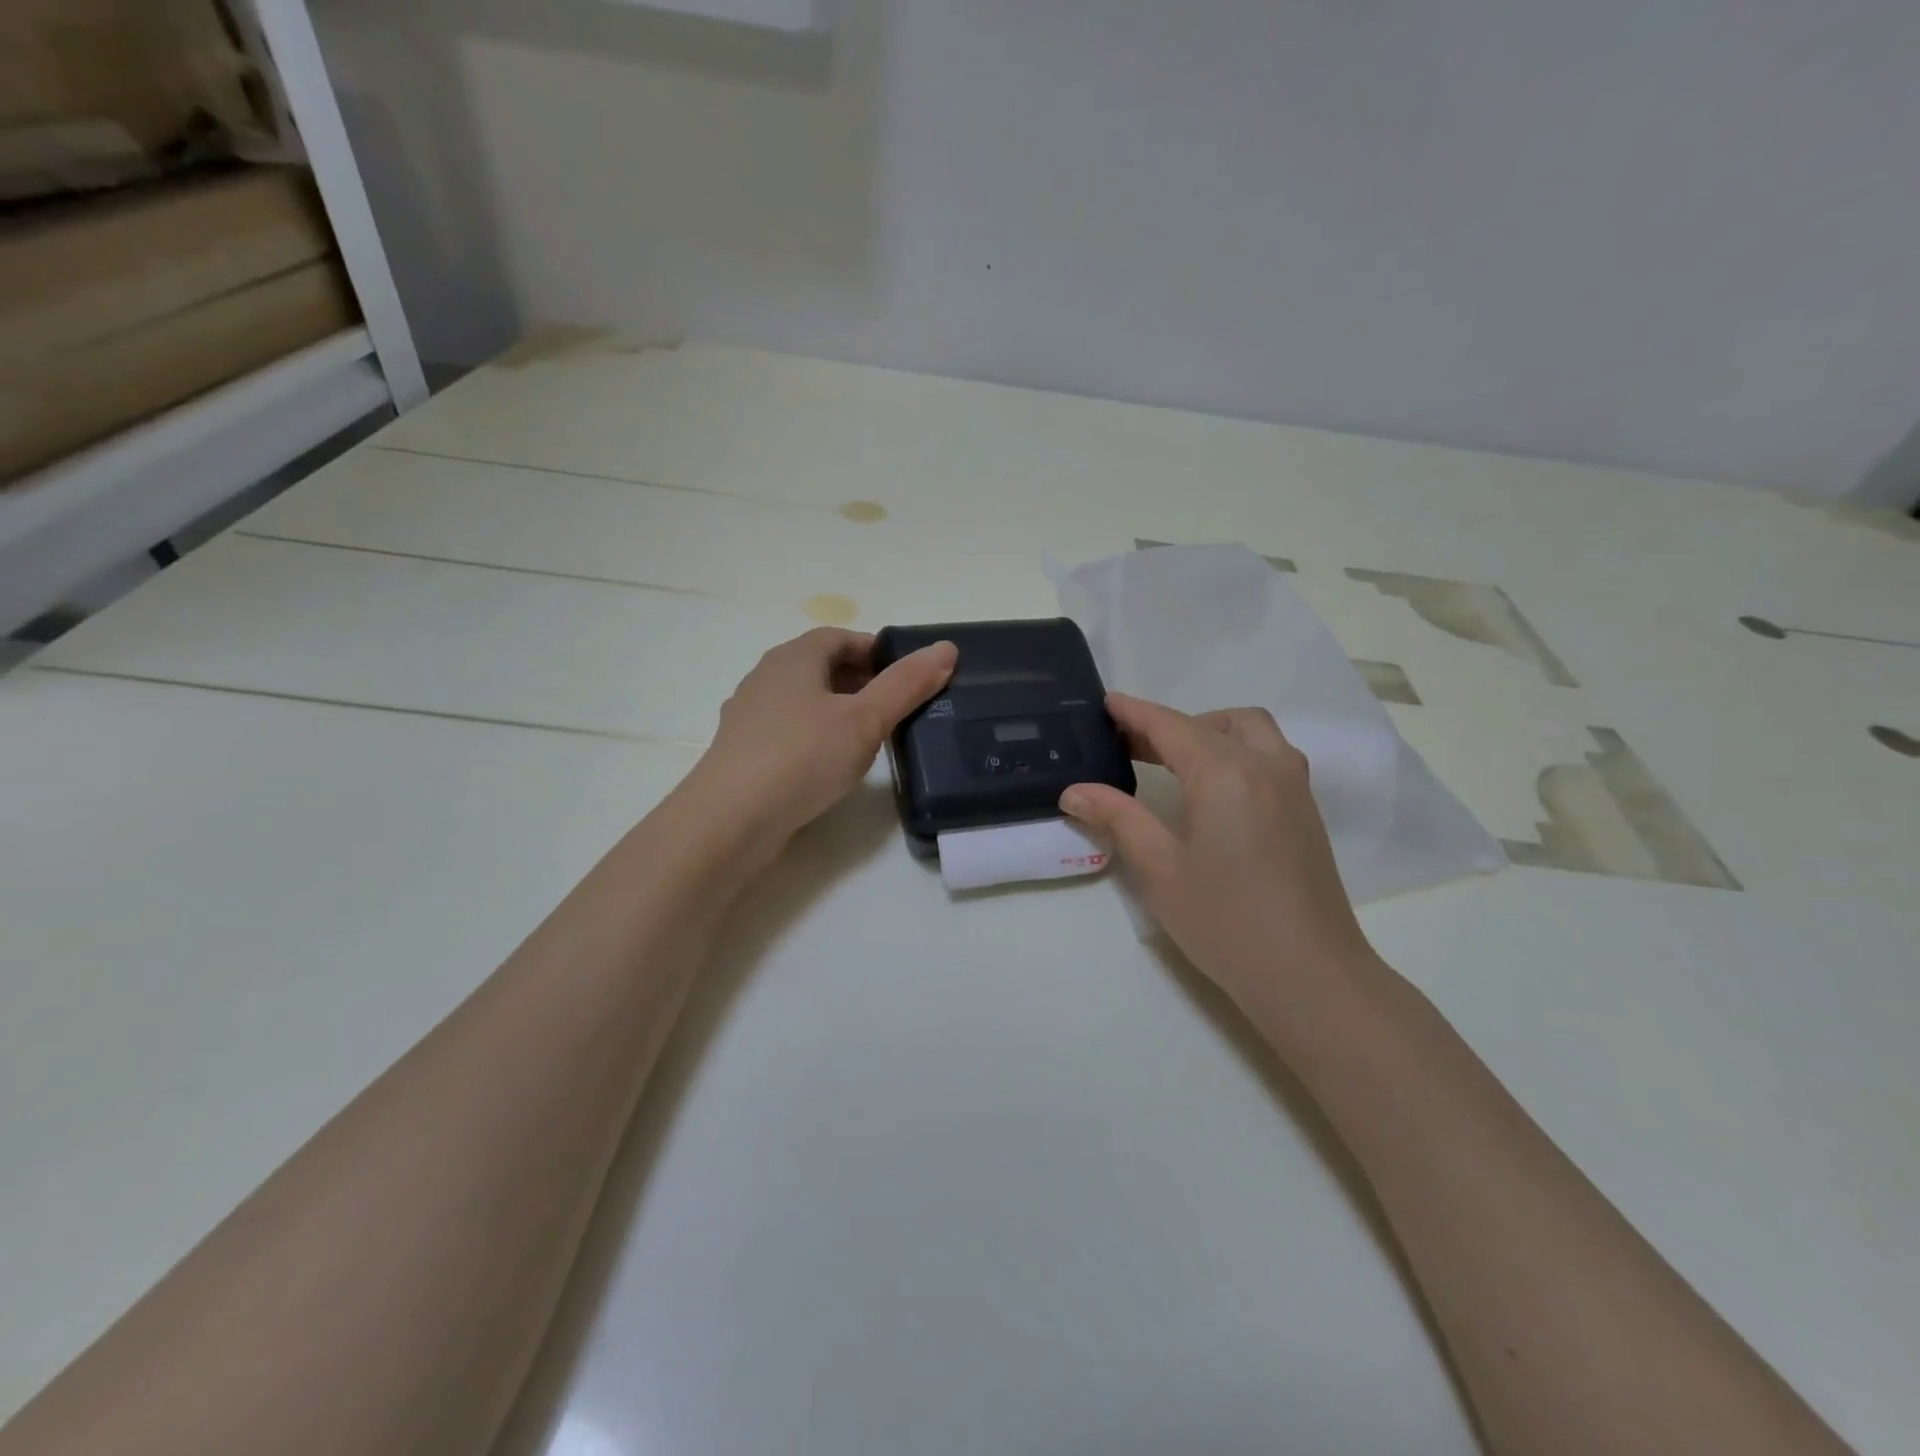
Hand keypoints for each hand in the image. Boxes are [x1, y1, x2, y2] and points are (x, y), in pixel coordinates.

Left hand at [686, 626, 956, 851]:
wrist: (730, 821)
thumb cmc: (803, 757)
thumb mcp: (865, 719)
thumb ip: (906, 685)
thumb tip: (946, 649)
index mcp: (793, 658)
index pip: (839, 637)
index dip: (875, 651)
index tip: (906, 677)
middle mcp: (766, 678)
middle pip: (820, 667)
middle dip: (860, 681)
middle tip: (896, 708)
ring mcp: (750, 716)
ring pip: (804, 701)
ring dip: (837, 711)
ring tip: (870, 738)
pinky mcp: (744, 752)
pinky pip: (789, 731)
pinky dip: (815, 737)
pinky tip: (831, 766)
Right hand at [1059, 693, 1382, 1014]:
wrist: (1310, 975)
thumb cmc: (1225, 921)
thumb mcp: (1159, 869)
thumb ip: (1118, 818)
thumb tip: (1075, 791)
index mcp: (1226, 773)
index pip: (1171, 727)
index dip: (1135, 713)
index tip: (1106, 702)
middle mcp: (1266, 766)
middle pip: (1214, 722)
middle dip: (1170, 725)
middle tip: (1128, 745)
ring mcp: (1294, 787)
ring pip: (1250, 732)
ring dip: (1209, 733)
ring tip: (1171, 763)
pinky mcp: (1306, 811)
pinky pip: (1268, 755)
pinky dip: (1234, 751)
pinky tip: (1210, 790)